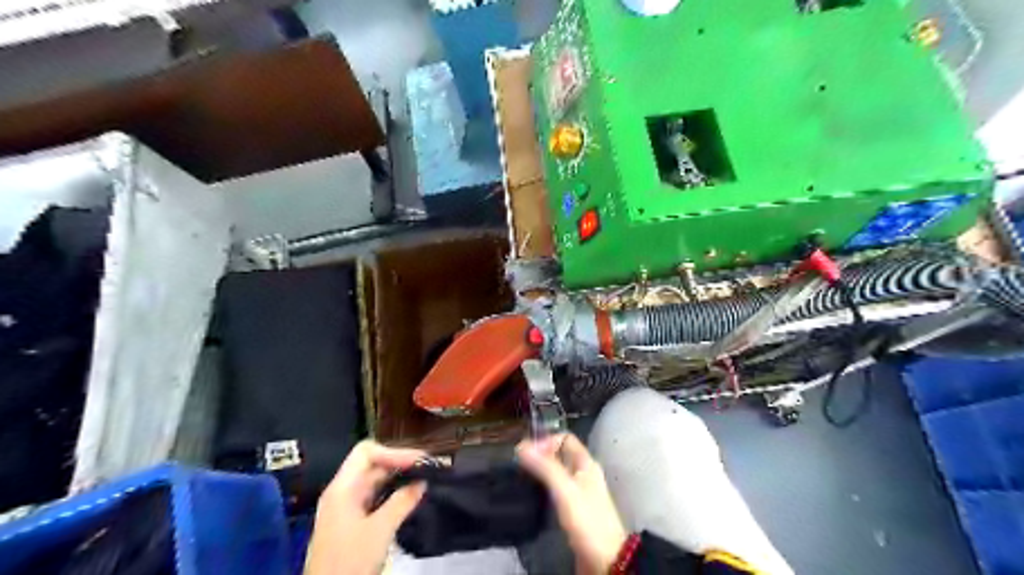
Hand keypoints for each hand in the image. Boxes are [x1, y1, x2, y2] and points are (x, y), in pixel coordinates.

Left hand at [305, 443, 429, 573]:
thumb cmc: (350, 561)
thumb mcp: (380, 530)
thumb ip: (402, 502)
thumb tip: (421, 482)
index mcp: (342, 488)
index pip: (367, 452)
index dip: (393, 452)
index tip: (419, 461)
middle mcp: (343, 492)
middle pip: (371, 465)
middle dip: (399, 463)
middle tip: (427, 468)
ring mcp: (346, 508)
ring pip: (375, 482)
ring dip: (398, 478)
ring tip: (423, 479)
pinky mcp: (352, 523)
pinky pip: (375, 498)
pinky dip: (393, 493)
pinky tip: (409, 498)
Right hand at [518, 433, 627, 572]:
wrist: (605, 559)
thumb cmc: (587, 519)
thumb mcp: (565, 490)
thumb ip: (545, 467)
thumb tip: (522, 446)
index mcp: (586, 463)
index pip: (565, 439)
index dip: (546, 441)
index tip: (526, 452)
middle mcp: (584, 474)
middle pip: (560, 454)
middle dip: (541, 455)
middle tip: (519, 463)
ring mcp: (580, 492)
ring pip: (558, 472)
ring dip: (542, 470)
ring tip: (522, 476)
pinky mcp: (575, 509)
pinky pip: (557, 489)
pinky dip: (545, 487)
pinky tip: (534, 494)